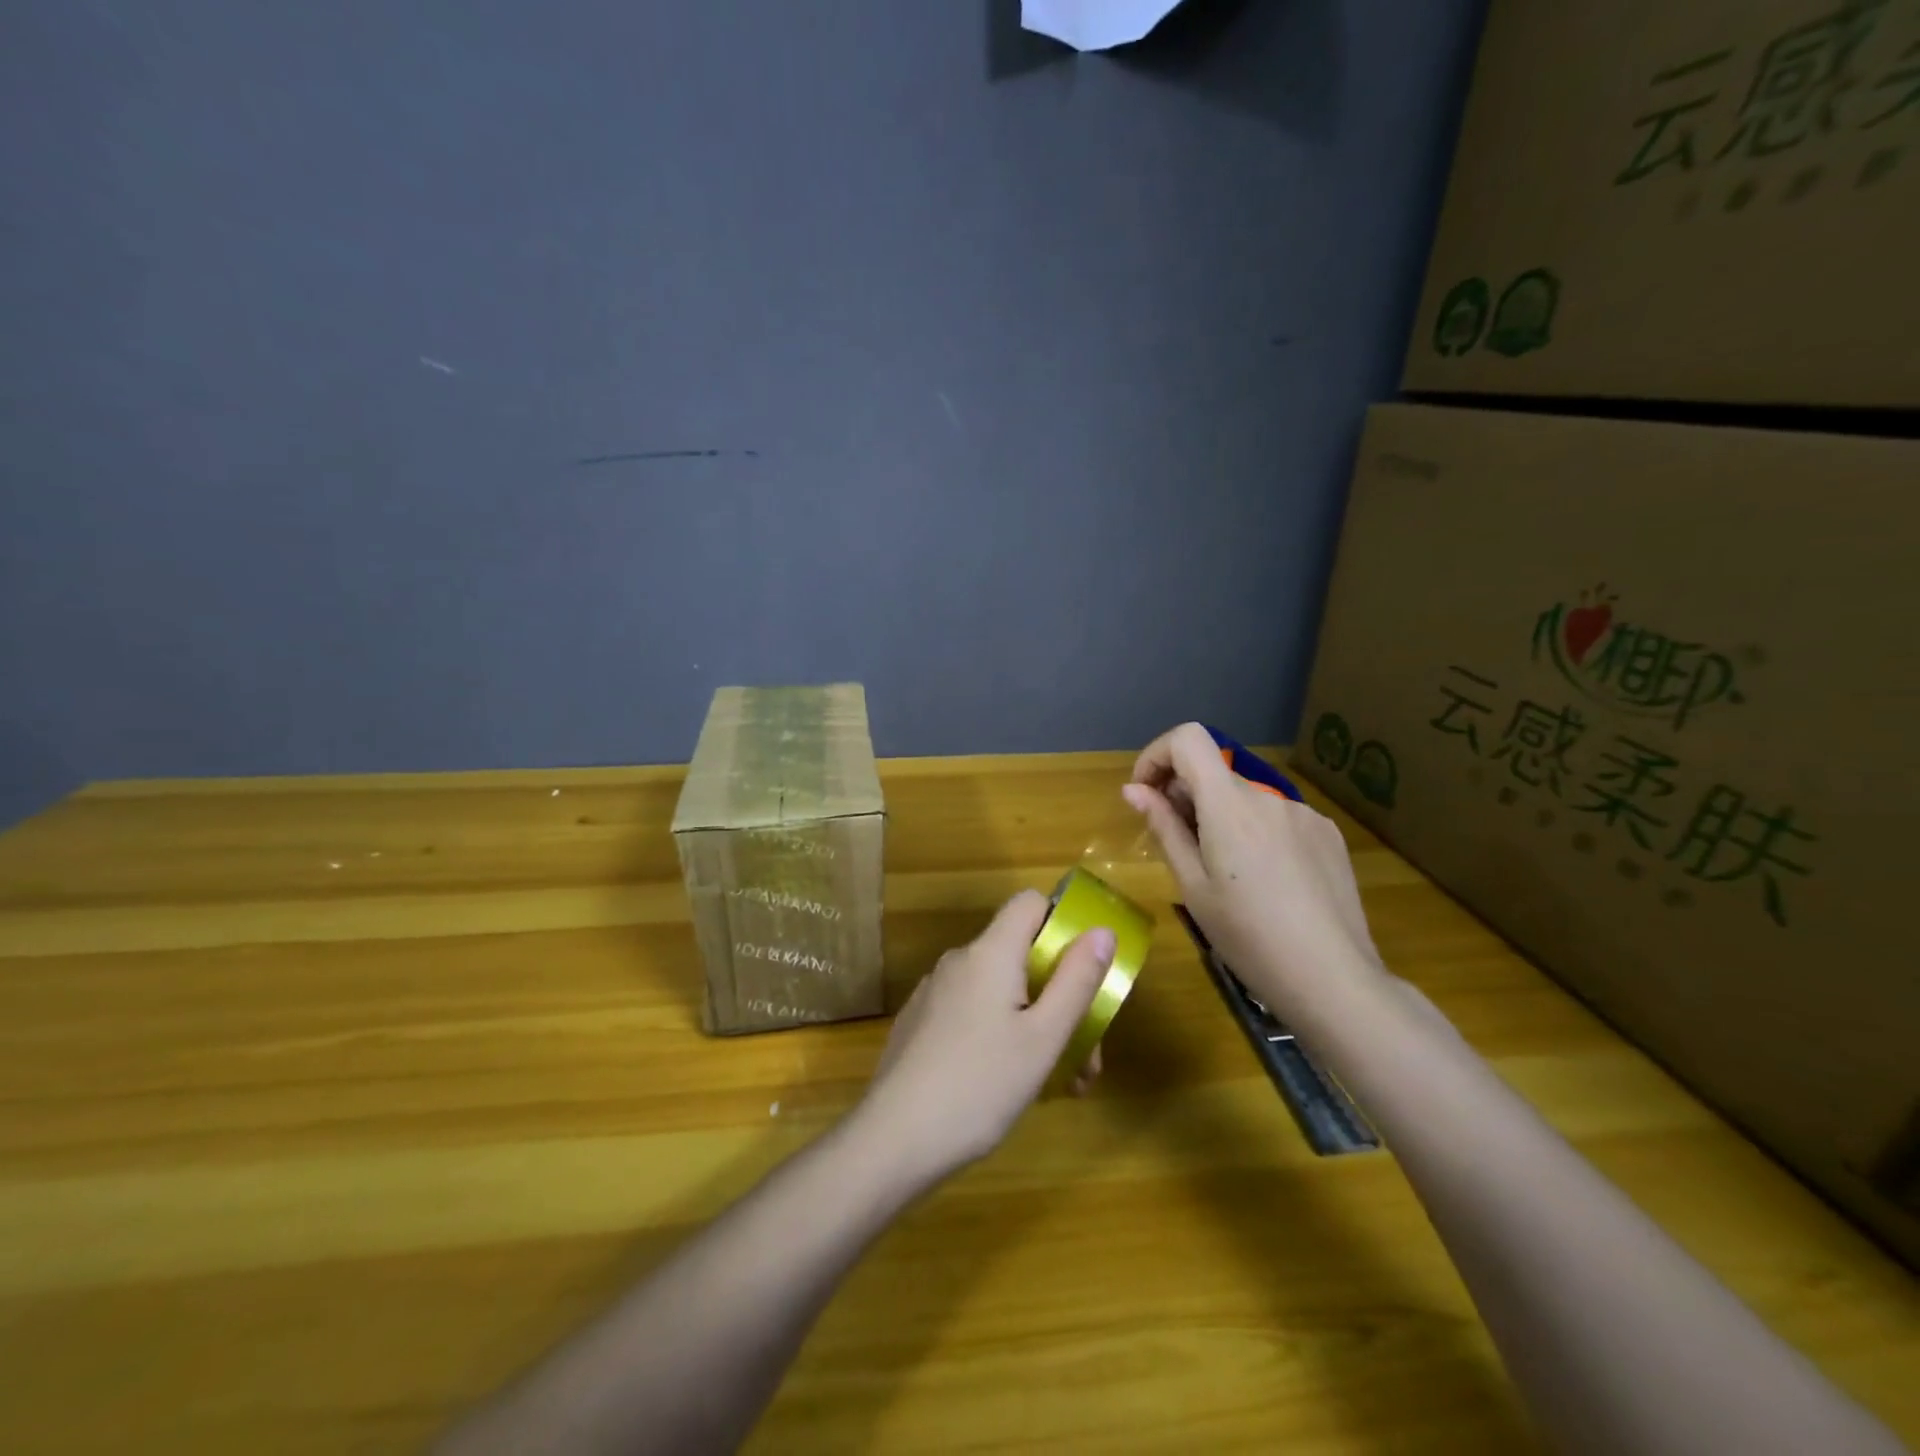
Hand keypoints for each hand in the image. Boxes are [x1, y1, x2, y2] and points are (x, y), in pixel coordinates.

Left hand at [858, 891, 1114, 1181]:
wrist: (893, 1139)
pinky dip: (999, 1033)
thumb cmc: (980, 1085)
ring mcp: (934, 992)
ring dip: (1034, 1022)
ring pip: (998, 990)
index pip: (1029, 902)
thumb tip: (1101, 930)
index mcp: (989, 953)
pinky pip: (972, 1011)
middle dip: (1059, 994)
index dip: (1062, 922)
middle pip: (1020, 954)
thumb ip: (1076, 980)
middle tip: (1085, 1057)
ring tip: (1057, 1083)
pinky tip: (1007, 1085)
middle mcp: (958, 961)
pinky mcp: (920, 1023)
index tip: (1085, 968)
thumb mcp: (1043, 1038)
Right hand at [1122, 722, 1384, 1023]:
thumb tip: (1134, 790)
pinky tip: (1265, 881)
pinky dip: (1255, 832)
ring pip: (1245, 799)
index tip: (1146, 794)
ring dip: (1221, 817)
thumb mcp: (1193, 886)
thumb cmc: (1248, 937)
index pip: (1188, 739)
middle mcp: (1268, 795)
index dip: (1157, 755)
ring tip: (1225, 874)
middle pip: (1214, 773)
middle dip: (1185, 796)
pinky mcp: (1327, 834)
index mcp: (1230, 804)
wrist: (1333, 979)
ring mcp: (1304, 813)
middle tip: (1178, 847)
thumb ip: (1164, 828)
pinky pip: (1277, 818)